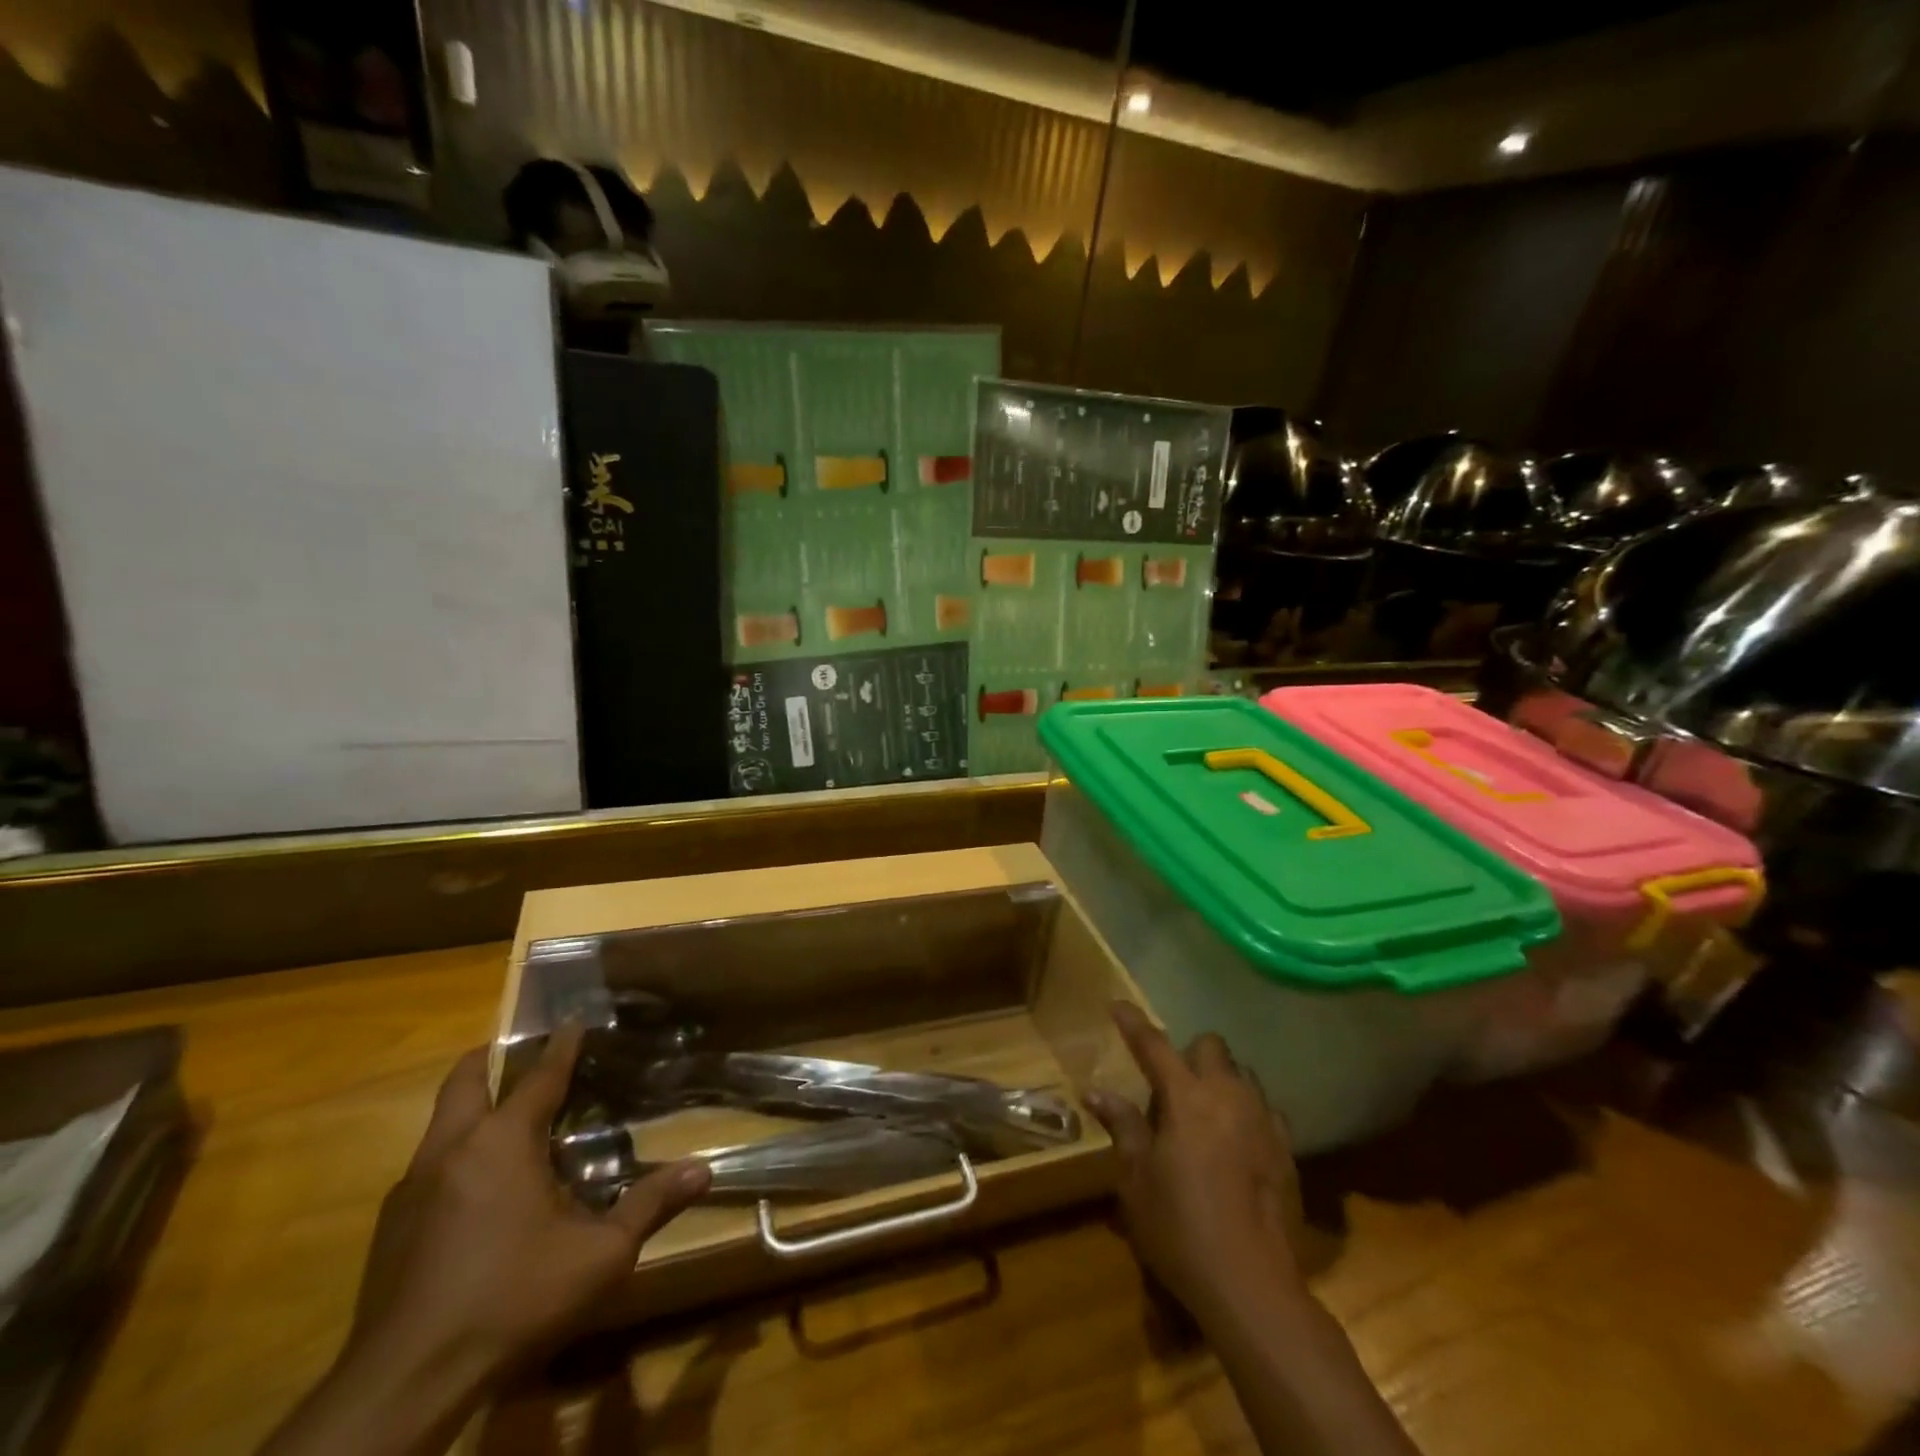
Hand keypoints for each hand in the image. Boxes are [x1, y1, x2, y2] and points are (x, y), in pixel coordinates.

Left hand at [352, 1025, 709, 1377]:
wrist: (404, 1385)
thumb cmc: (512, 1299)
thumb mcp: (599, 1256)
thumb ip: (650, 1206)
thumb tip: (703, 1170)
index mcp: (502, 1143)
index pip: (538, 1077)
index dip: (560, 1046)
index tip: (573, 1020)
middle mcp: (451, 1151)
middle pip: (463, 1082)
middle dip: (488, 1059)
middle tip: (519, 1053)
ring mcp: (411, 1190)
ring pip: (439, 1126)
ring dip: (470, 1110)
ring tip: (506, 1121)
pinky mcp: (389, 1230)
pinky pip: (426, 1169)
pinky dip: (455, 1157)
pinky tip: (477, 1193)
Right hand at [1085, 1002, 1305, 1321]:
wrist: (1253, 1286)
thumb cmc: (1180, 1228)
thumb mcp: (1137, 1180)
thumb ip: (1122, 1126)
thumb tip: (1094, 1091)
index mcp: (1186, 1098)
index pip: (1154, 1045)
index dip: (1134, 1023)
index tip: (1118, 1005)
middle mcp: (1228, 1096)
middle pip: (1210, 1046)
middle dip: (1189, 1053)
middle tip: (1170, 1084)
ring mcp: (1263, 1121)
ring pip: (1242, 1074)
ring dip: (1220, 1079)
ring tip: (1204, 1112)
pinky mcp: (1287, 1150)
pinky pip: (1265, 1109)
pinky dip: (1246, 1111)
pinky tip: (1235, 1142)